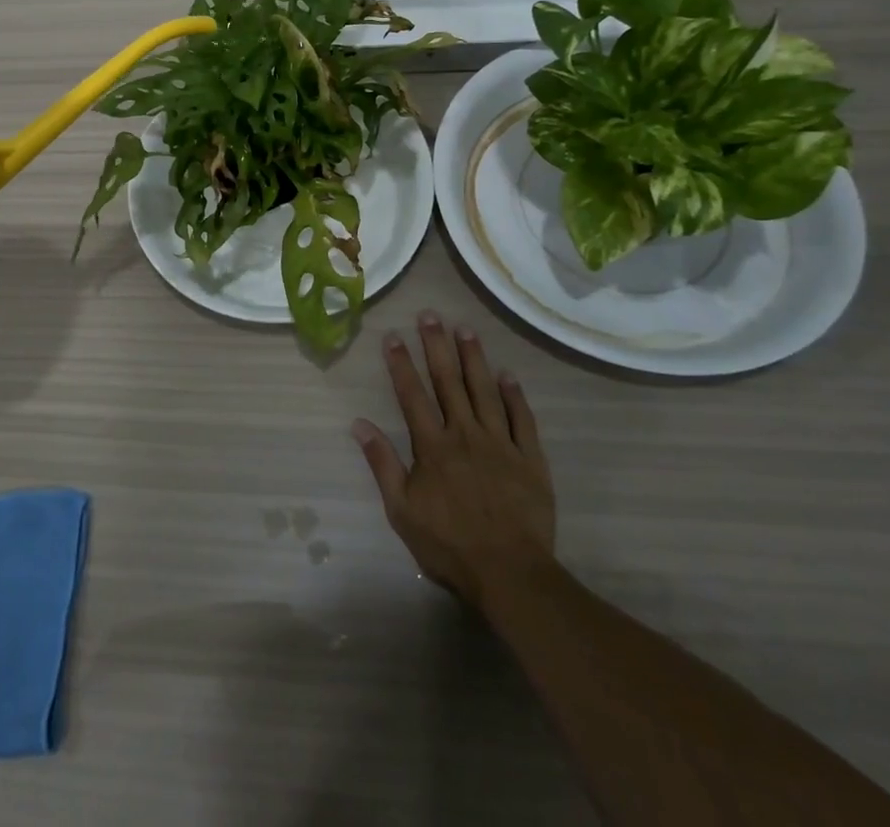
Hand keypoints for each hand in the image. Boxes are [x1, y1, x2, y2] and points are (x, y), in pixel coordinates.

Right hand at [352, 310, 555, 608]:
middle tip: (430, 314)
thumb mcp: (401, 510)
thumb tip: (359, 423)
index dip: (401, 363)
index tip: (392, 335)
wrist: (510, 575)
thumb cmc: (449, 545)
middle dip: (436, 345)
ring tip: (465, 329)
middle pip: (448, 381)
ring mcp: (501, 444)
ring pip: (485, 391)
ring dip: (474, 358)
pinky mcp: (530, 459)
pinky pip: (522, 419)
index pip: (412, 394)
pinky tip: (508, 374)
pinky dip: (515, 395)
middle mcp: (465, 434)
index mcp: (432, 446)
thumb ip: (382, 463)